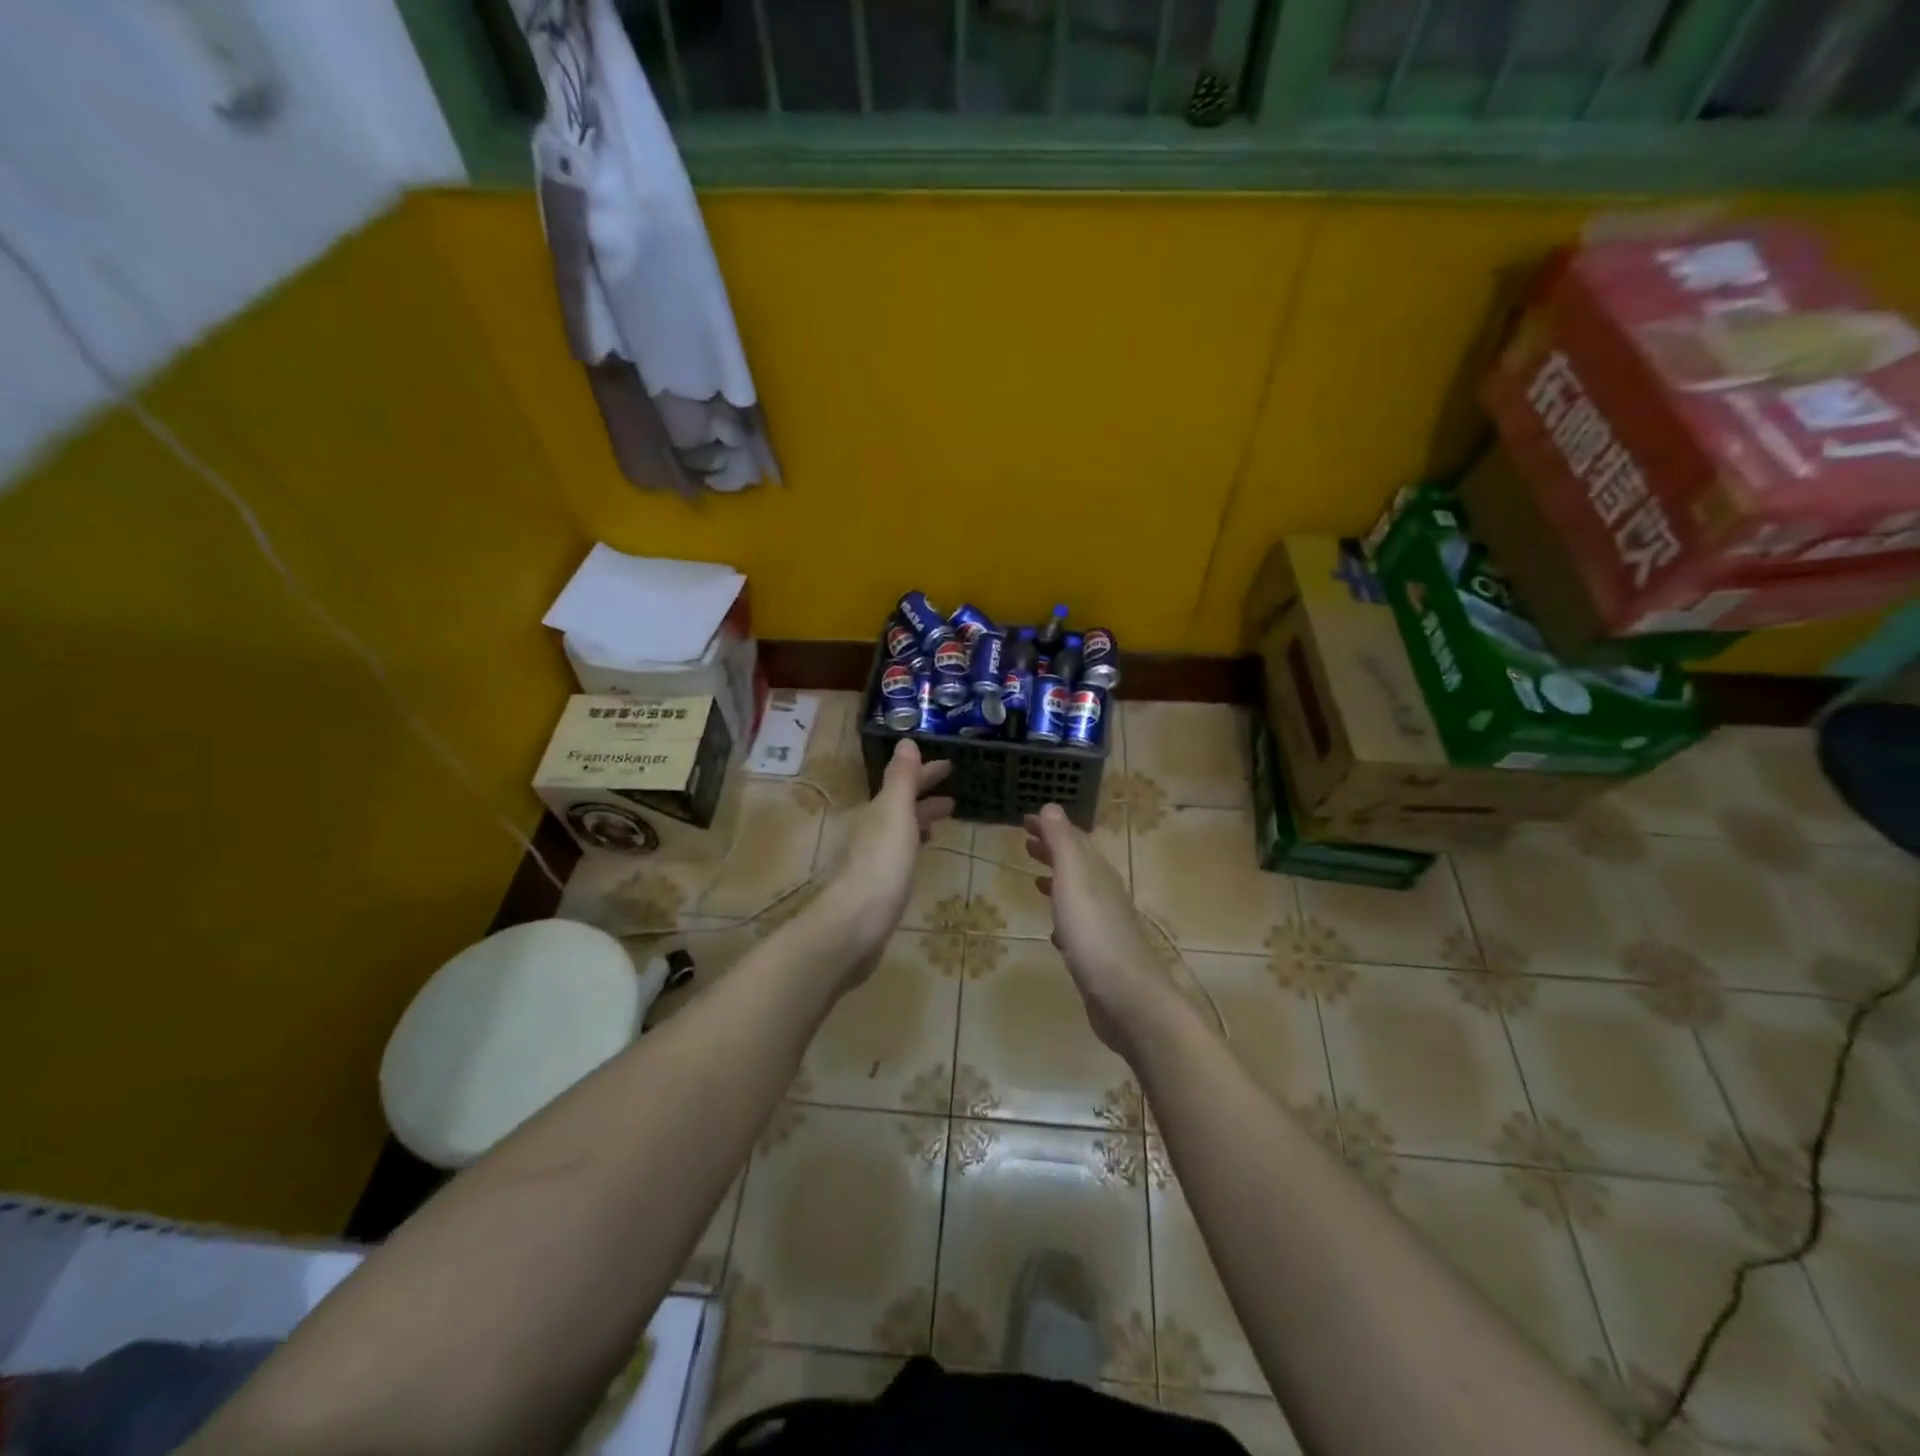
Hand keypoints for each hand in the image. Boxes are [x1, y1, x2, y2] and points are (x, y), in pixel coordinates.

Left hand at [811, 740, 953, 988]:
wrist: (855, 925)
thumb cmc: (880, 865)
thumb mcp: (895, 814)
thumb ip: (901, 778)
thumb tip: (906, 740)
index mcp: (876, 811)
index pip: (903, 783)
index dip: (925, 773)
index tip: (950, 765)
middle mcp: (871, 830)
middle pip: (901, 805)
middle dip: (924, 795)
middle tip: (954, 793)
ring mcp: (873, 859)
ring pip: (901, 829)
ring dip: (920, 818)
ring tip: (944, 818)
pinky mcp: (878, 886)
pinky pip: (901, 853)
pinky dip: (914, 843)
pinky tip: (922, 853)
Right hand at [1024, 804, 1178, 1059]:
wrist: (1127, 998)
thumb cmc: (1094, 933)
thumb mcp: (1074, 879)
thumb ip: (1062, 843)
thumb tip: (1051, 806)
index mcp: (1098, 873)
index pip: (1074, 839)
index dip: (1051, 827)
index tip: (1026, 819)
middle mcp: (1105, 894)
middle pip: (1078, 864)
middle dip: (1053, 851)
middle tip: (1026, 844)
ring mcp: (1105, 926)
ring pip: (1079, 894)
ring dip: (1058, 882)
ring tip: (1036, 880)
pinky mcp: (1101, 956)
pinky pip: (1079, 927)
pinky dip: (1064, 918)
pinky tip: (1055, 932)